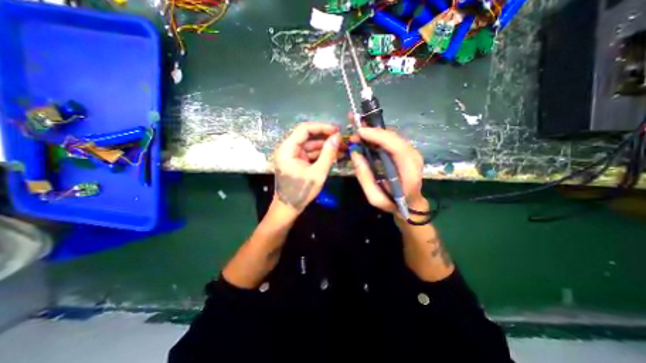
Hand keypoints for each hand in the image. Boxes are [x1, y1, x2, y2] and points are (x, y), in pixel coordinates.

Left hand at [273, 121, 341, 213]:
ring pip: (311, 145)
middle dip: (326, 138)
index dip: (321, 127)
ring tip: (342, 148)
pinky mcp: (297, 162)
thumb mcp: (318, 173)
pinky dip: (321, 154)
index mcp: (287, 149)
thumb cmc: (301, 192)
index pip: (304, 129)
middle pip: (308, 137)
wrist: (289, 208)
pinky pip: (310, 154)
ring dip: (325, 147)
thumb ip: (328, 154)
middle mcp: (288, 149)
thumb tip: (337, 137)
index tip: (336, 130)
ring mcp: (293, 156)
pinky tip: (335, 155)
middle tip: (342, 140)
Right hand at [351, 126, 427, 214]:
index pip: (396, 146)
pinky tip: (367, 137)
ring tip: (358, 133)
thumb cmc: (392, 203)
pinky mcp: (406, 151)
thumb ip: (364, 176)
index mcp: (409, 171)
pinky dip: (378, 136)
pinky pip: (391, 139)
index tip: (360, 131)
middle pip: (393, 137)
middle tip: (354, 131)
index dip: (378, 136)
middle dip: (372, 131)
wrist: (410, 204)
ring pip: (392, 136)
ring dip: (374, 132)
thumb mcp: (374, 197)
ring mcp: (411, 152)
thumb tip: (354, 152)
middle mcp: (413, 157)